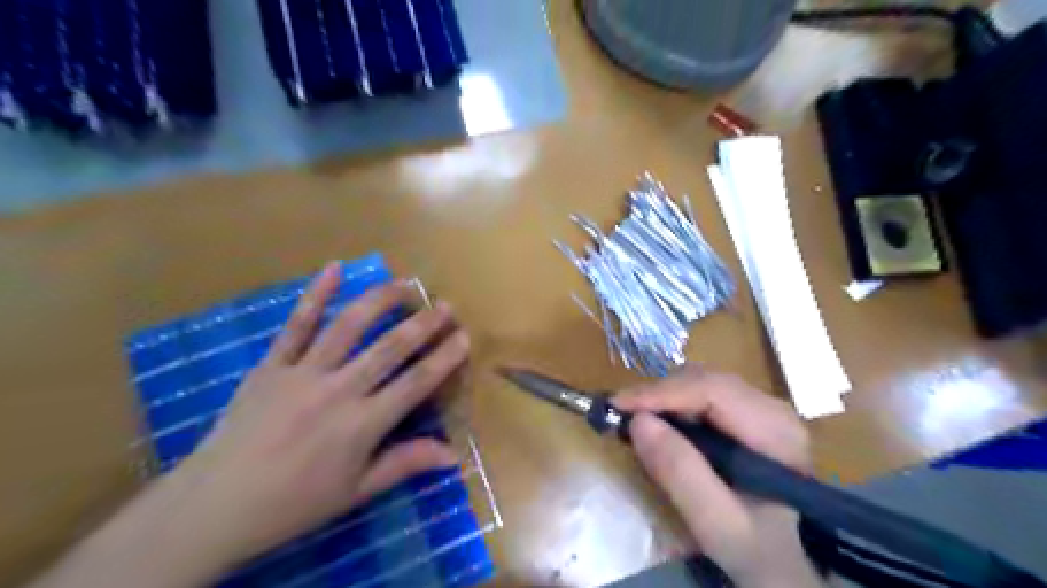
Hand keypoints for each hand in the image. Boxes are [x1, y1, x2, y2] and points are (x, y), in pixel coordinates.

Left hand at [172, 262, 469, 565]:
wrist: (214, 505)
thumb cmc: (295, 502)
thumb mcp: (356, 492)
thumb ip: (405, 464)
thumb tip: (453, 456)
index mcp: (362, 425)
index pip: (415, 383)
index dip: (444, 358)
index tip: (464, 337)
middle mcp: (338, 390)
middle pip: (389, 348)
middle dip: (422, 324)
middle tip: (445, 305)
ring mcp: (302, 372)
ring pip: (348, 326)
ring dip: (380, 301)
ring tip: (404, 285)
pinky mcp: (272, 364)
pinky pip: (296, 324)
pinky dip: (316, 294)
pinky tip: (334, 268)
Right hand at [614, 368, 825, 587]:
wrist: (787, 563)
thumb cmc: (757, 549)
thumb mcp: (717, 524)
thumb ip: (681, 474)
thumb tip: (638, 422)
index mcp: (777, 431)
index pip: (712, 390)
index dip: (661, 392)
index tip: (617, 405)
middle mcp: (772, 408)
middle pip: (704, 380)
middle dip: (658, 393)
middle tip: (620, 415)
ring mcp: (760, 407)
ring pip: (700, 382)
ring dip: (662, 397)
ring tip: (635, 420)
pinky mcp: (746, 413)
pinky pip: (701, 394)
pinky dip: (672, 404)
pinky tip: (659, 424)